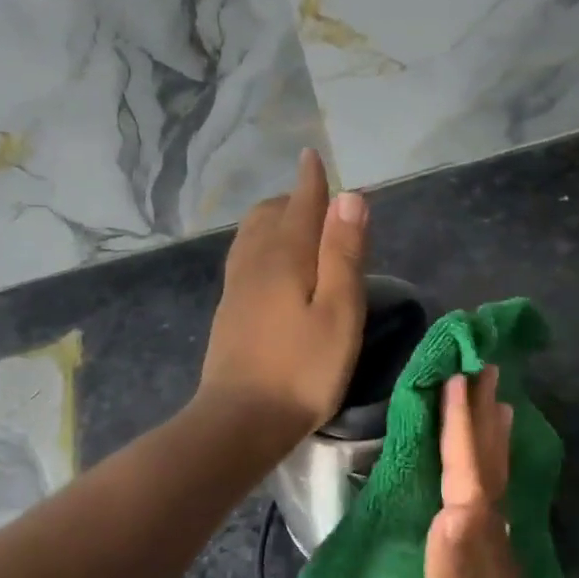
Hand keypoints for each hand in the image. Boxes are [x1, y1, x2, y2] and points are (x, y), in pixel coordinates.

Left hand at [198, 148, 367, 445]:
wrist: (240, 421)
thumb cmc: (303, 369)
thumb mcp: (338, 311)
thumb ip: (343, 252)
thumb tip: (349, 196)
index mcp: (285, 256)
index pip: (300, 204)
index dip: (311, 180)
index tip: (312, 156)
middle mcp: (254, 261)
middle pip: (270, 214)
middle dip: (295, 200)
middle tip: (323, 207)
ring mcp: (236, 286)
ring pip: (252, 235)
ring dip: (275, 220)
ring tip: (299, 229)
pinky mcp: (229, 310)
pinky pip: (244, 257)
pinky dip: (263, 244)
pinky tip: (273, 266)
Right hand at [424, 368, 568, 577]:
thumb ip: (454, 577)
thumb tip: (451, 509)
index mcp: (481, 548)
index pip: (469, 475)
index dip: (461, 427)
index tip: (458, 376)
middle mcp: (493, 542)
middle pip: (489, 466)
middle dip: (483, 416)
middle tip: (483, 366)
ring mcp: (495, 558)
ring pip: (494, 481)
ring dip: (490, 437)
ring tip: (494, 400)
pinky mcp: (488, 574)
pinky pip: (487, 503)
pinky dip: (486, 473)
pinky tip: (483, 471)